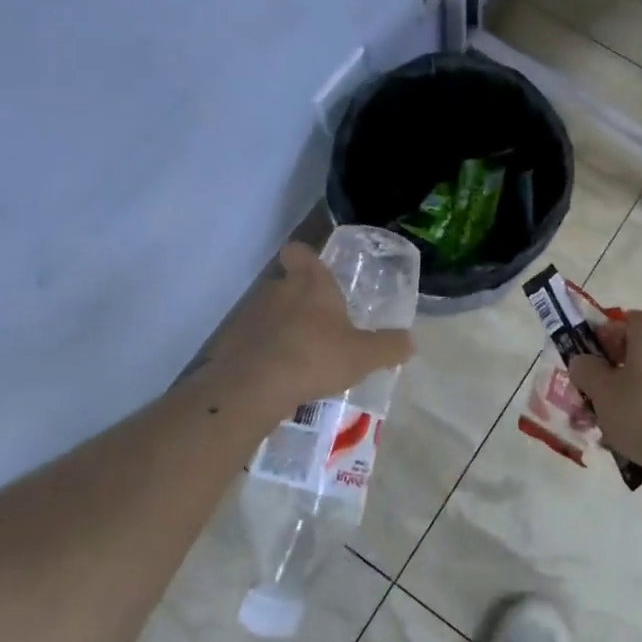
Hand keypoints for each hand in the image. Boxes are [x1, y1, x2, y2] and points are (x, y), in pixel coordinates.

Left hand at [208, 244, 414, 412]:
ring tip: (300, 358)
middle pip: (287, 284)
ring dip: (281, 329)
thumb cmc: (314, 357)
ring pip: (269, 313)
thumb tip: (410, 341)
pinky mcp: (231, 342)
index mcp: (311, 284)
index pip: (301, 252)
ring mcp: (250, 315)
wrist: (252, 388)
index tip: (313, 270)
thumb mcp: (363, 356)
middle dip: (300, 302)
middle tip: (320, 327)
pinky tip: (276, 377)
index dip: (305, 257)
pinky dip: (263, 353)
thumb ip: (389, 347)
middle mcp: (278, 290)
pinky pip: (252, 341)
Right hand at [567, 312, 641, 474]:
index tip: (588, 366)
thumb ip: (585, 369)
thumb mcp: (600, 389)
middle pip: (638, 350)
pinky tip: (637, 435)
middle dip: (615, 372)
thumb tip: (583, 362)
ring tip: (612, 424)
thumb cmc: (640, 410)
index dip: (601, 341)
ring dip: (632, 393)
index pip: (622, 323)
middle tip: (596, 397)